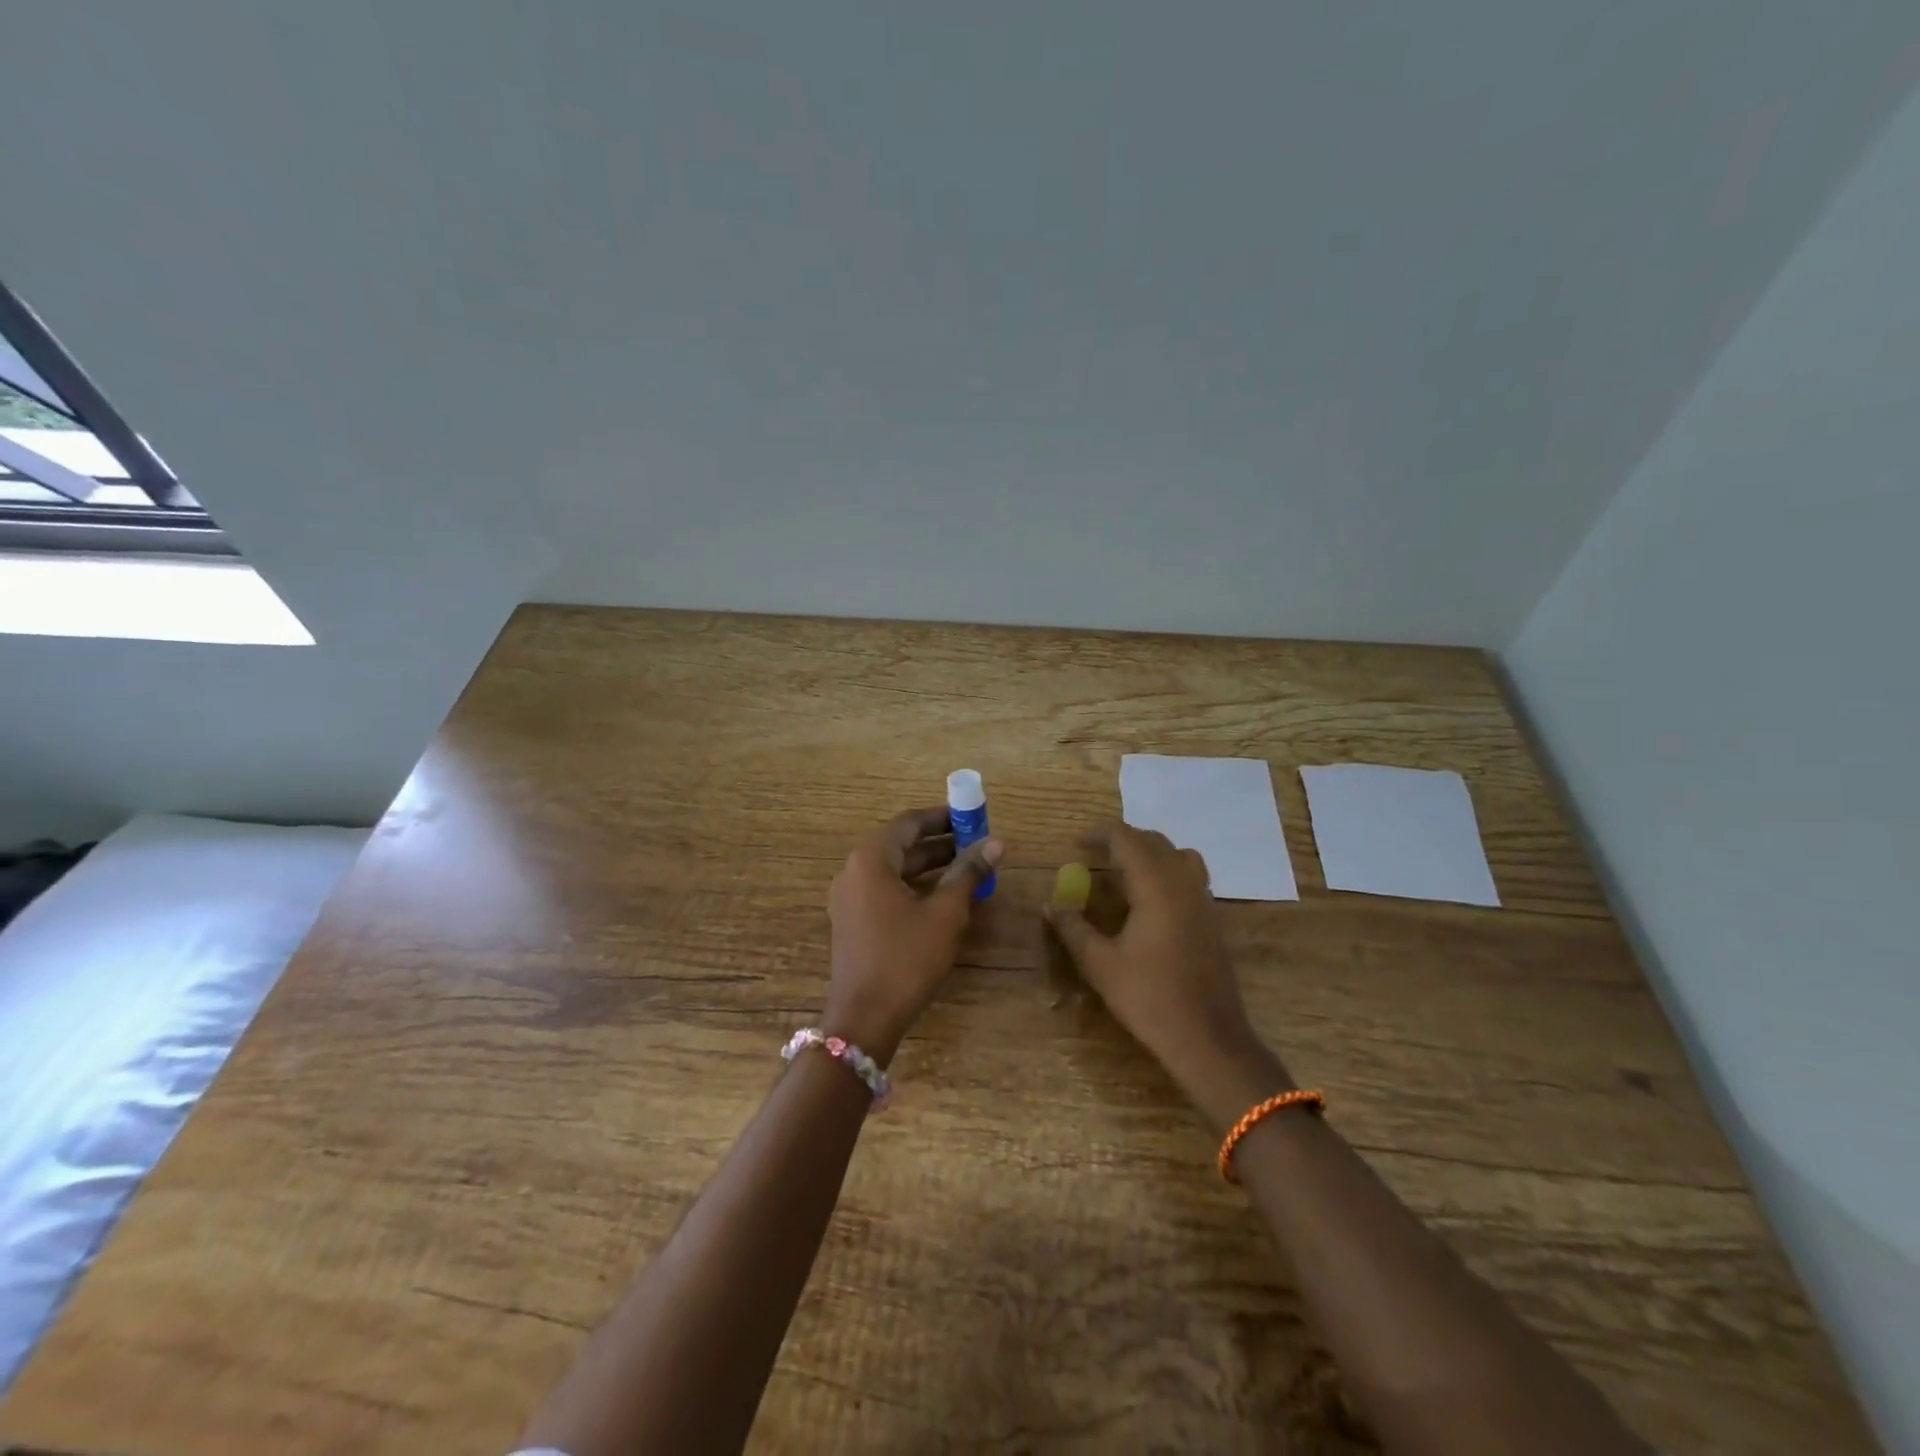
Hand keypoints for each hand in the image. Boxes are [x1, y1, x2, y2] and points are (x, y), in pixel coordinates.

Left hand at [825, 807, 1002, 1065]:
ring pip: (894, 869)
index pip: (909, 822)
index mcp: (871, 859)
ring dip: (928, 865)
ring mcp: (849, 898)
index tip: (972, 816)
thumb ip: (969, 873)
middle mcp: (853, 871)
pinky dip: (914, 886)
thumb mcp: (945, 913)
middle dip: (939, 842)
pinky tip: (943, 896)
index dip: (942, 816)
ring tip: (968, 867)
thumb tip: (996, 842)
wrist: (865, 1017)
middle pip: (900, 844)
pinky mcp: (852, 921)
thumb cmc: (906, 958)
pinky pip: (885, 889)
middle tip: (976, 842)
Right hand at [1046, 823, 1292, 1128]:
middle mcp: (1184, 883)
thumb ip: (1073, 929)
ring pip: (1177, 855)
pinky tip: (1147, 900)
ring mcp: (1203, 900)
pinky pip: (1189, 876)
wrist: (1208, 1038)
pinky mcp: (1212, 919)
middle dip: (1122, 841)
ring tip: (1122, 871)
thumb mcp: (1100, 964)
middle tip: (1093, 854)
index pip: (1126, 839)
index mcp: (1156, 886)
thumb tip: (1051, 905)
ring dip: (1148, 853)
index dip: (1099, 834)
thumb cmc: (1150, 998)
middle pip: (1154, 841)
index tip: (1075, 843)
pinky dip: (1165, 872)